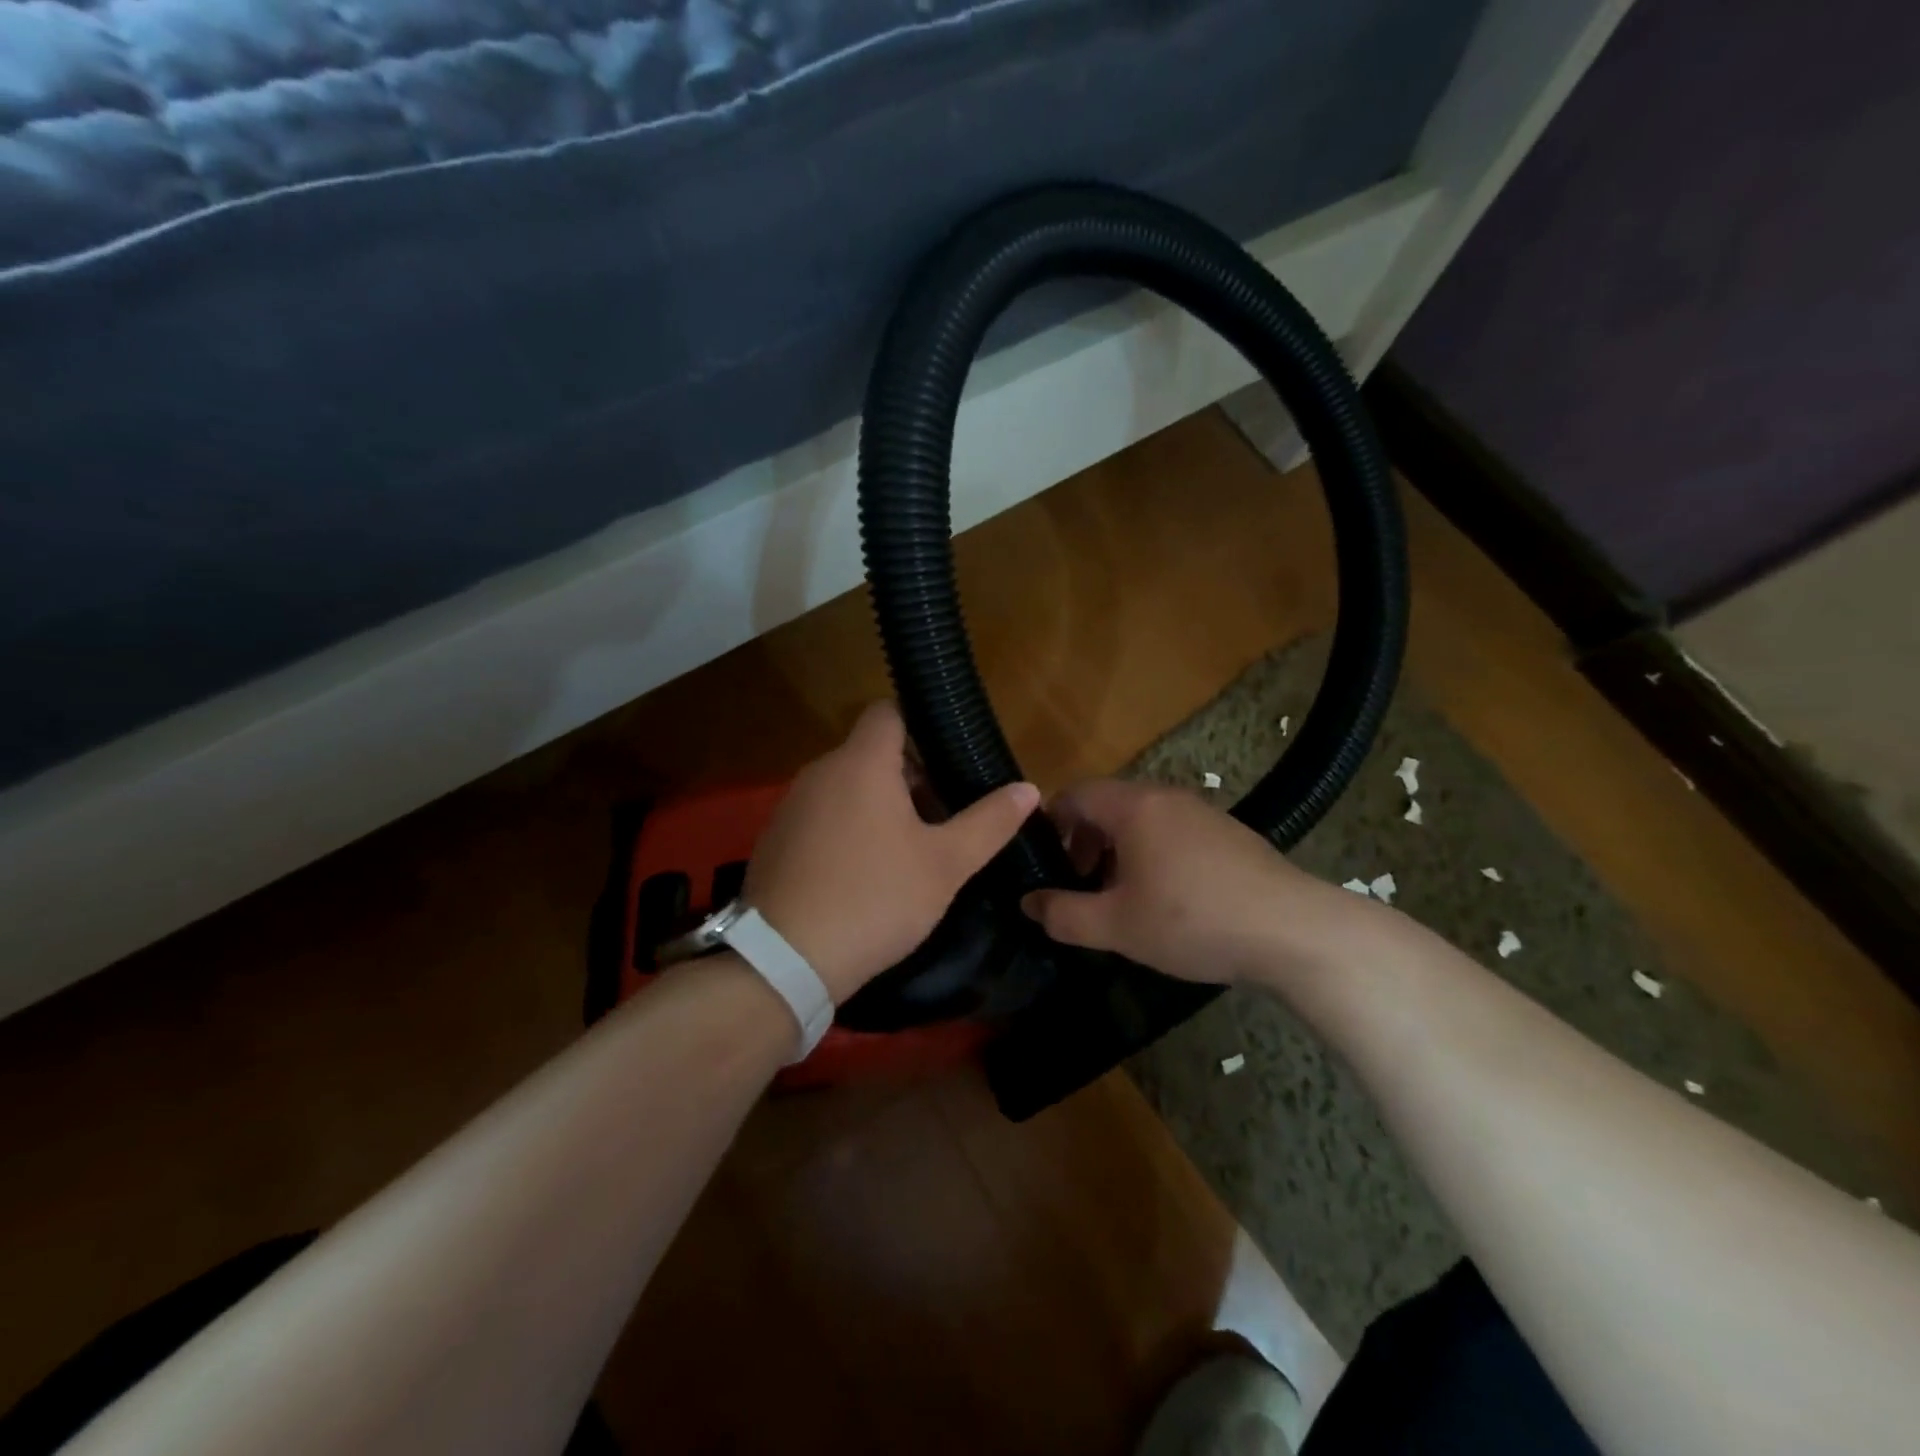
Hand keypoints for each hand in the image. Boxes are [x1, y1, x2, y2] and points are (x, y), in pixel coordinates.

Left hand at [744, 702, 1039, 1002]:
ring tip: (910, 849)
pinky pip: (822, 816)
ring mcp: (792, 806)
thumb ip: (989, 822)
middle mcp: (820, 772)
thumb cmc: (875, 898)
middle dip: (910, 777)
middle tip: (944, 817)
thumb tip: (1029, 788)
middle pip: (872, 752)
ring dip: (880, 805)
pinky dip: (848, 828)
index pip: (889, 712)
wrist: (785, 960)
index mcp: (861, 763)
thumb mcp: (945, 864)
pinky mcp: (776, 839)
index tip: (950, 761)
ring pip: (847, 786)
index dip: (923, 726)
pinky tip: (865, 873)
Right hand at [1020, 779, 1365, 984]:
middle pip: (1107, 805)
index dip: (1049, 823)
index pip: (1074, 794)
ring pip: (1142, 820)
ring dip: (1118, 852)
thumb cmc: (1192, 920)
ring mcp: (1202, 812)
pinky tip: (1167, 900)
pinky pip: (1173, 832)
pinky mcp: (1229, 834)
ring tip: (1120, 897)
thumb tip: (1028, 902)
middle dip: (1083, 842)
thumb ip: (1063, 914)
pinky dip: (1153, 855)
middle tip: (1079, 886)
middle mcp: (1166, 797)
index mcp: (1134, 807)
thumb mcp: (1116, 926)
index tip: (1042, 862)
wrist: (1292, 931)